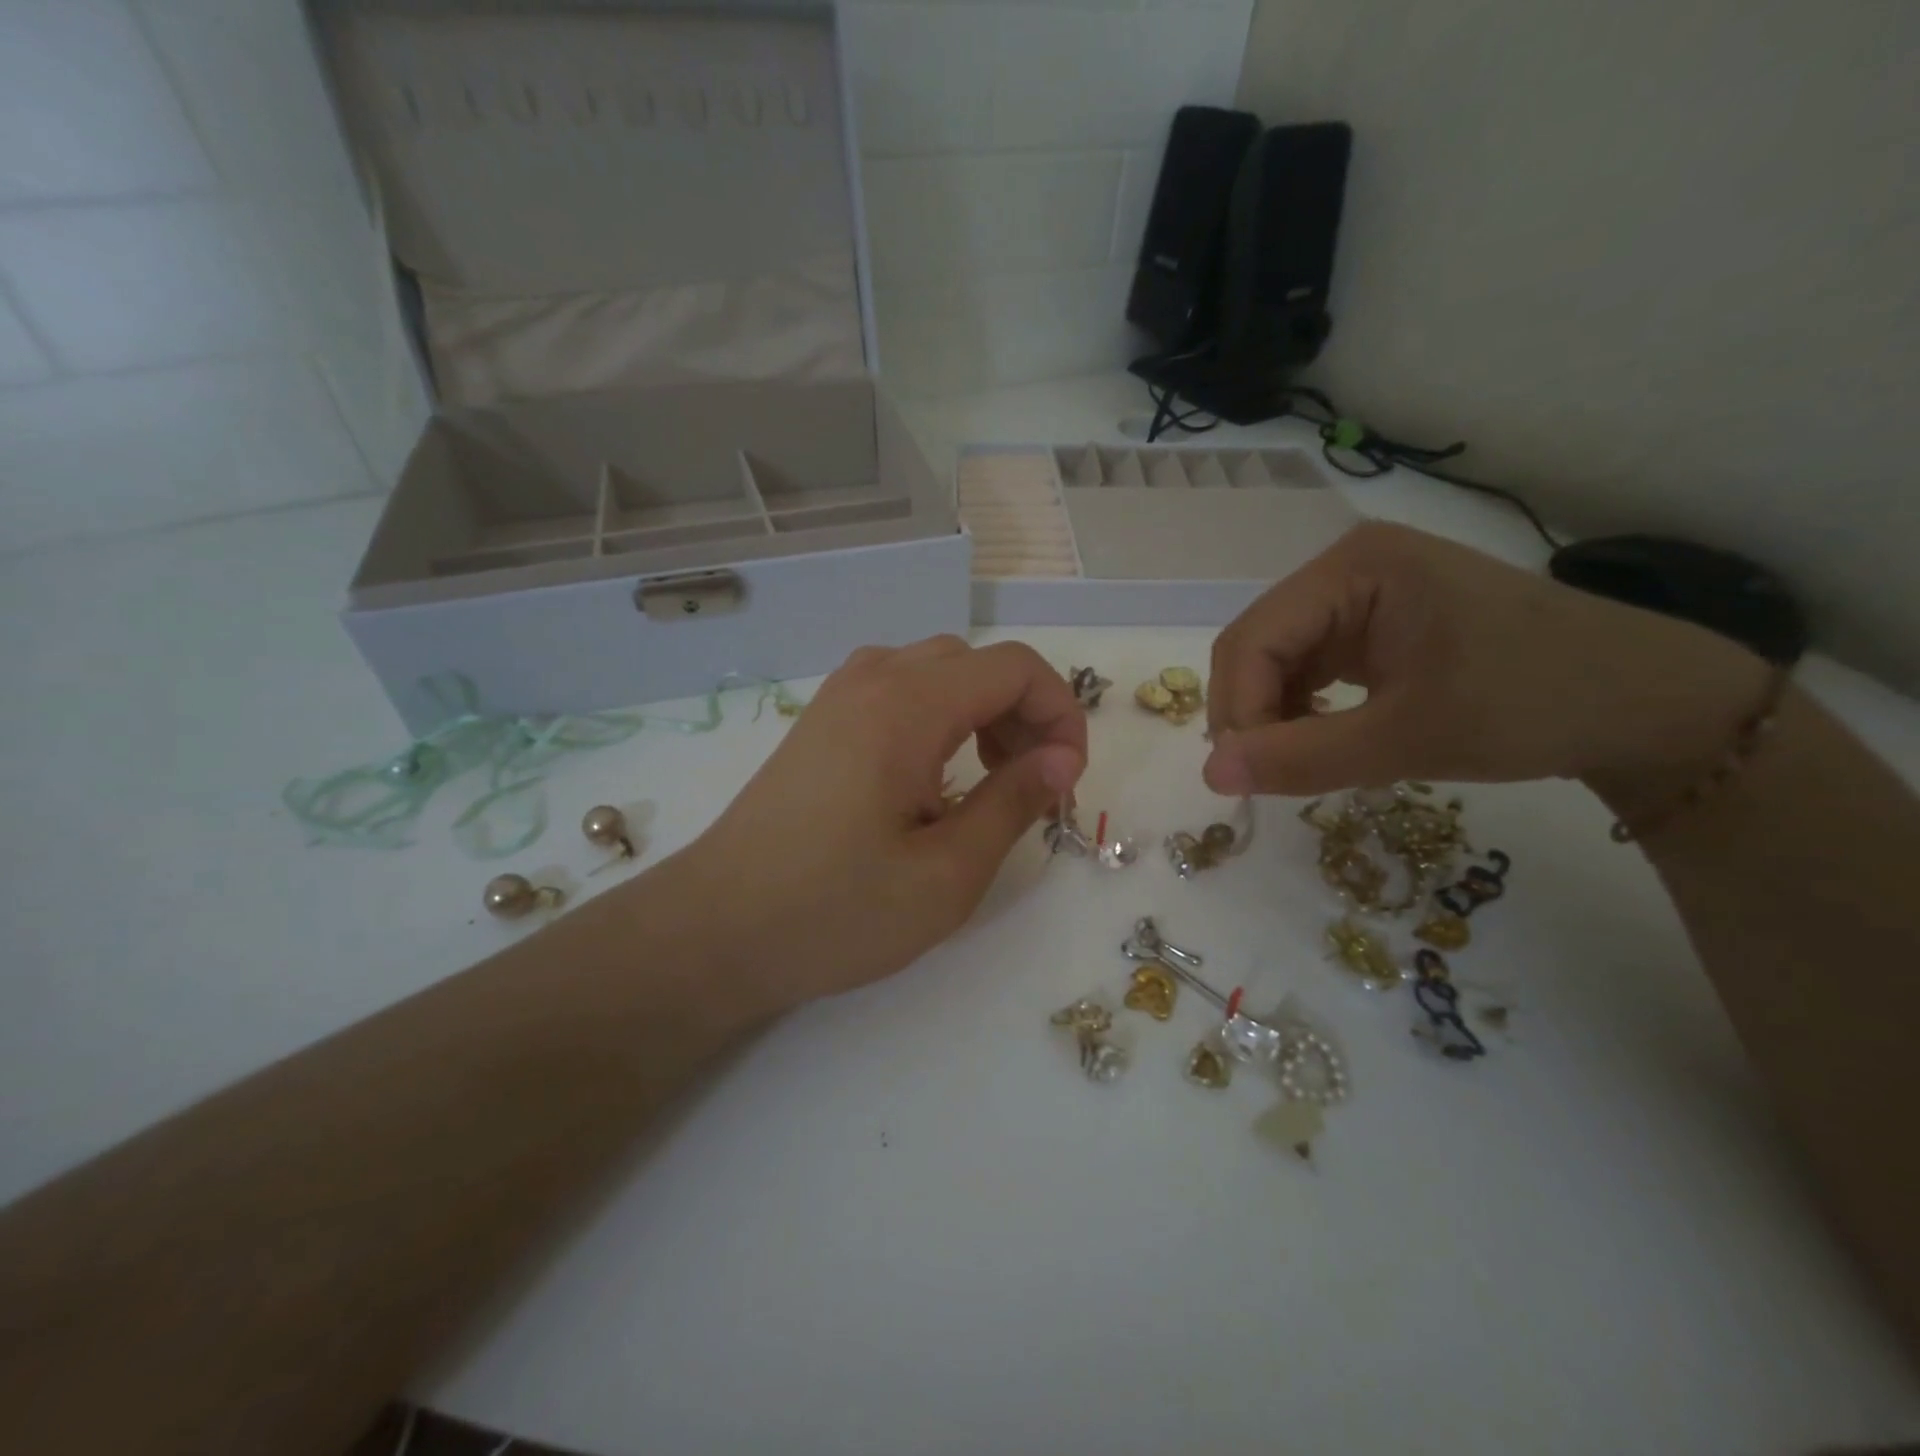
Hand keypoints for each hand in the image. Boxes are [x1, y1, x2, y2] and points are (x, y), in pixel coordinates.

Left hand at [678, 637, 1086, 1013]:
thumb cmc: (835, 912)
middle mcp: (871, 680)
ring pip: (937, 672)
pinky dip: (939, 718)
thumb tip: (1062, 759)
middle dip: (1024, 714)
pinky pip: (899, 692)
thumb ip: (1013, 803)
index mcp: (906, 706)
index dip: (1059, 713)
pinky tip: (932, 780)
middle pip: (977, 664)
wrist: (715, 930)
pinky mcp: (821, 723)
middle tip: (1031, 786)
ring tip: (988, 781)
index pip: (1014, 667)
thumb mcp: (946, 874)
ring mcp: (839, 698)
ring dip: (981, 713)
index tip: (1066, 780)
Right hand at [1203, 522, 1772, 801]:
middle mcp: (1346, 568)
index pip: (1251, 640)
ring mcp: (1360, 593)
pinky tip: (1323, 738)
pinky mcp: (1373, 622)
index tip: (1247, 778)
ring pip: (1273, 660)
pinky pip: (1306, 666)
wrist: (1645, 701)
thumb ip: (1301, 758)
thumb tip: (1209, 777)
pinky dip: (1299, 709)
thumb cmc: (1534, 705)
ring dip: (1272, 715)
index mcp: (1354, 568)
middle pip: (1255, 646)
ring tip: (1301, 762)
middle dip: (1250, 713)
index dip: (1236, 711)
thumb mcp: (1409, 739)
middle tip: (1267, 776)